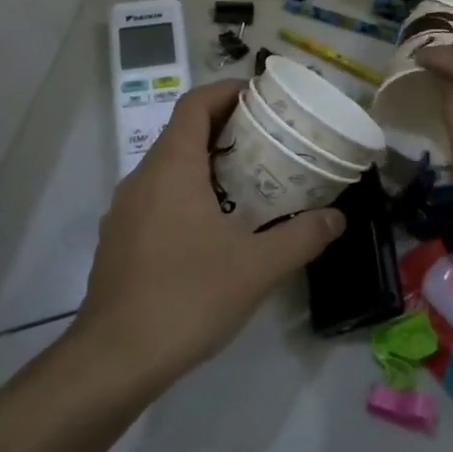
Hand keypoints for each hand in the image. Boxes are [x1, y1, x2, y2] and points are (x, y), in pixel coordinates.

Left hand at [70, 79, 344, 386]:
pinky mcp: (121, 242)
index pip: (195, 105)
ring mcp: (125, 212)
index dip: (227, 91)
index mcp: (171, 168)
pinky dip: (189, 194)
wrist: (114, 360)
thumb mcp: (257, 267)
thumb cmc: (187, 297)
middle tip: (270, 141)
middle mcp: (142, 179)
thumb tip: (338, 218)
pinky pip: (158, 198)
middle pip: (183, 133)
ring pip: (169, 168)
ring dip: (208, 164)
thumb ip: (302, 237)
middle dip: (226, 129)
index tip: (261, 96)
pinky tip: (217, 228)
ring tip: (251, 181)